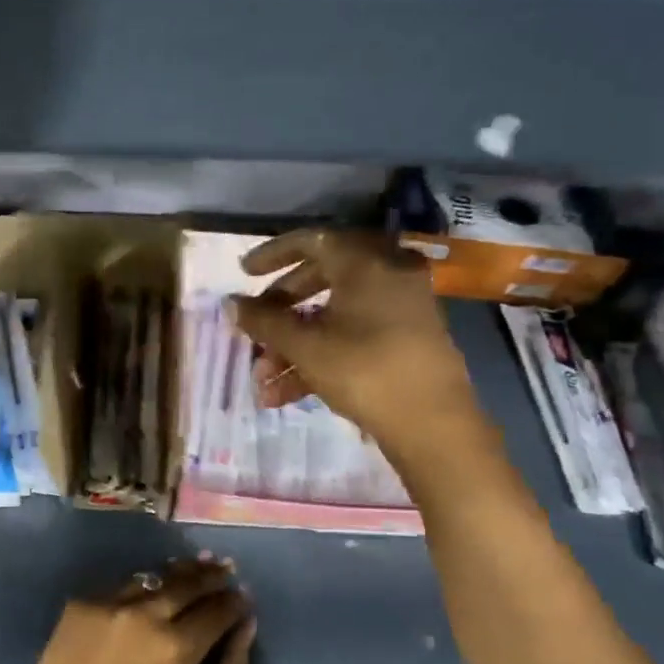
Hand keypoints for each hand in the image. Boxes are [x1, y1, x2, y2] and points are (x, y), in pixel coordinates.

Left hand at [25, 556, 255, 663]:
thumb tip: (246, 627)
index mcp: (176, 647)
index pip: (218, 609)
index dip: (235, 602)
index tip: (244, 597)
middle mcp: (146, 614)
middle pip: (189, 583)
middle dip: (213, 575)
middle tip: (226, 568)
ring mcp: (112, 602)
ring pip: (156, 577)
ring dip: (180, 572)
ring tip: (198, 565)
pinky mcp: (84, 601)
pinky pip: (123, 587)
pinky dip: (144, 587)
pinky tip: (152, 588)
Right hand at [230, 229, 483, 449]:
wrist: (432, 423)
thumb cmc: (364, 371)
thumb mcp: (305, 346)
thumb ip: (264, 321)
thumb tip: (231, 303)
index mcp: (365, 263)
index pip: (311, 241)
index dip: (272, 255)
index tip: (244, 273)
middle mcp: (387, 274)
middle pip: (321, 278)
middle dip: (281, 310)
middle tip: (254, 328)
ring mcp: (400, 307)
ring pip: (334, 315)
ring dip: (294, 345)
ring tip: (264, 381)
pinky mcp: (405, 339)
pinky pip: (354, 335)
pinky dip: (320, 356)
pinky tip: (286, 394)